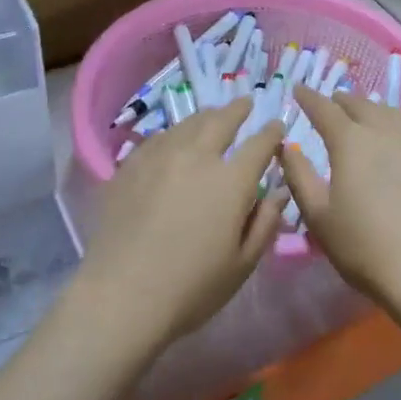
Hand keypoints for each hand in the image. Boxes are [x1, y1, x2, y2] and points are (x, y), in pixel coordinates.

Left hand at [72, 99, 285, 351]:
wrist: (122, 295)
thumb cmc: (191, 288)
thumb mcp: (242, 264)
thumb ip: (265, 222)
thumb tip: (278, 191)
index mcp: (231, 180)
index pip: (259, 144)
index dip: (272, 132)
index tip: (277, 126)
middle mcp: (197, 156)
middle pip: (221, 120)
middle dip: (238, 110)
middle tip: (245, 104)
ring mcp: (159, 156)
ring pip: (188, 124)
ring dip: (206, 117)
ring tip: (212, 116)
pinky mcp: (130, 166)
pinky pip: (158, 138)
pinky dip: (174, 133)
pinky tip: (173, 140)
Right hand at [279, 86, 400, 308]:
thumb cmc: (363, 244)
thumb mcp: (318, 215)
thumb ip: (299, 175)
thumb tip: (287, 147)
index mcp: (350, 140)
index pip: (324, 108)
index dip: (308, 97)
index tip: (298, 90)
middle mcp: (384, 131)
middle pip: (360, 104)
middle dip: (341, 101)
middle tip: (331, 105)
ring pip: (391, 114)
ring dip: (372, 110)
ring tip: (365, 118)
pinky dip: (397, 131)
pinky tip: (398, 146)